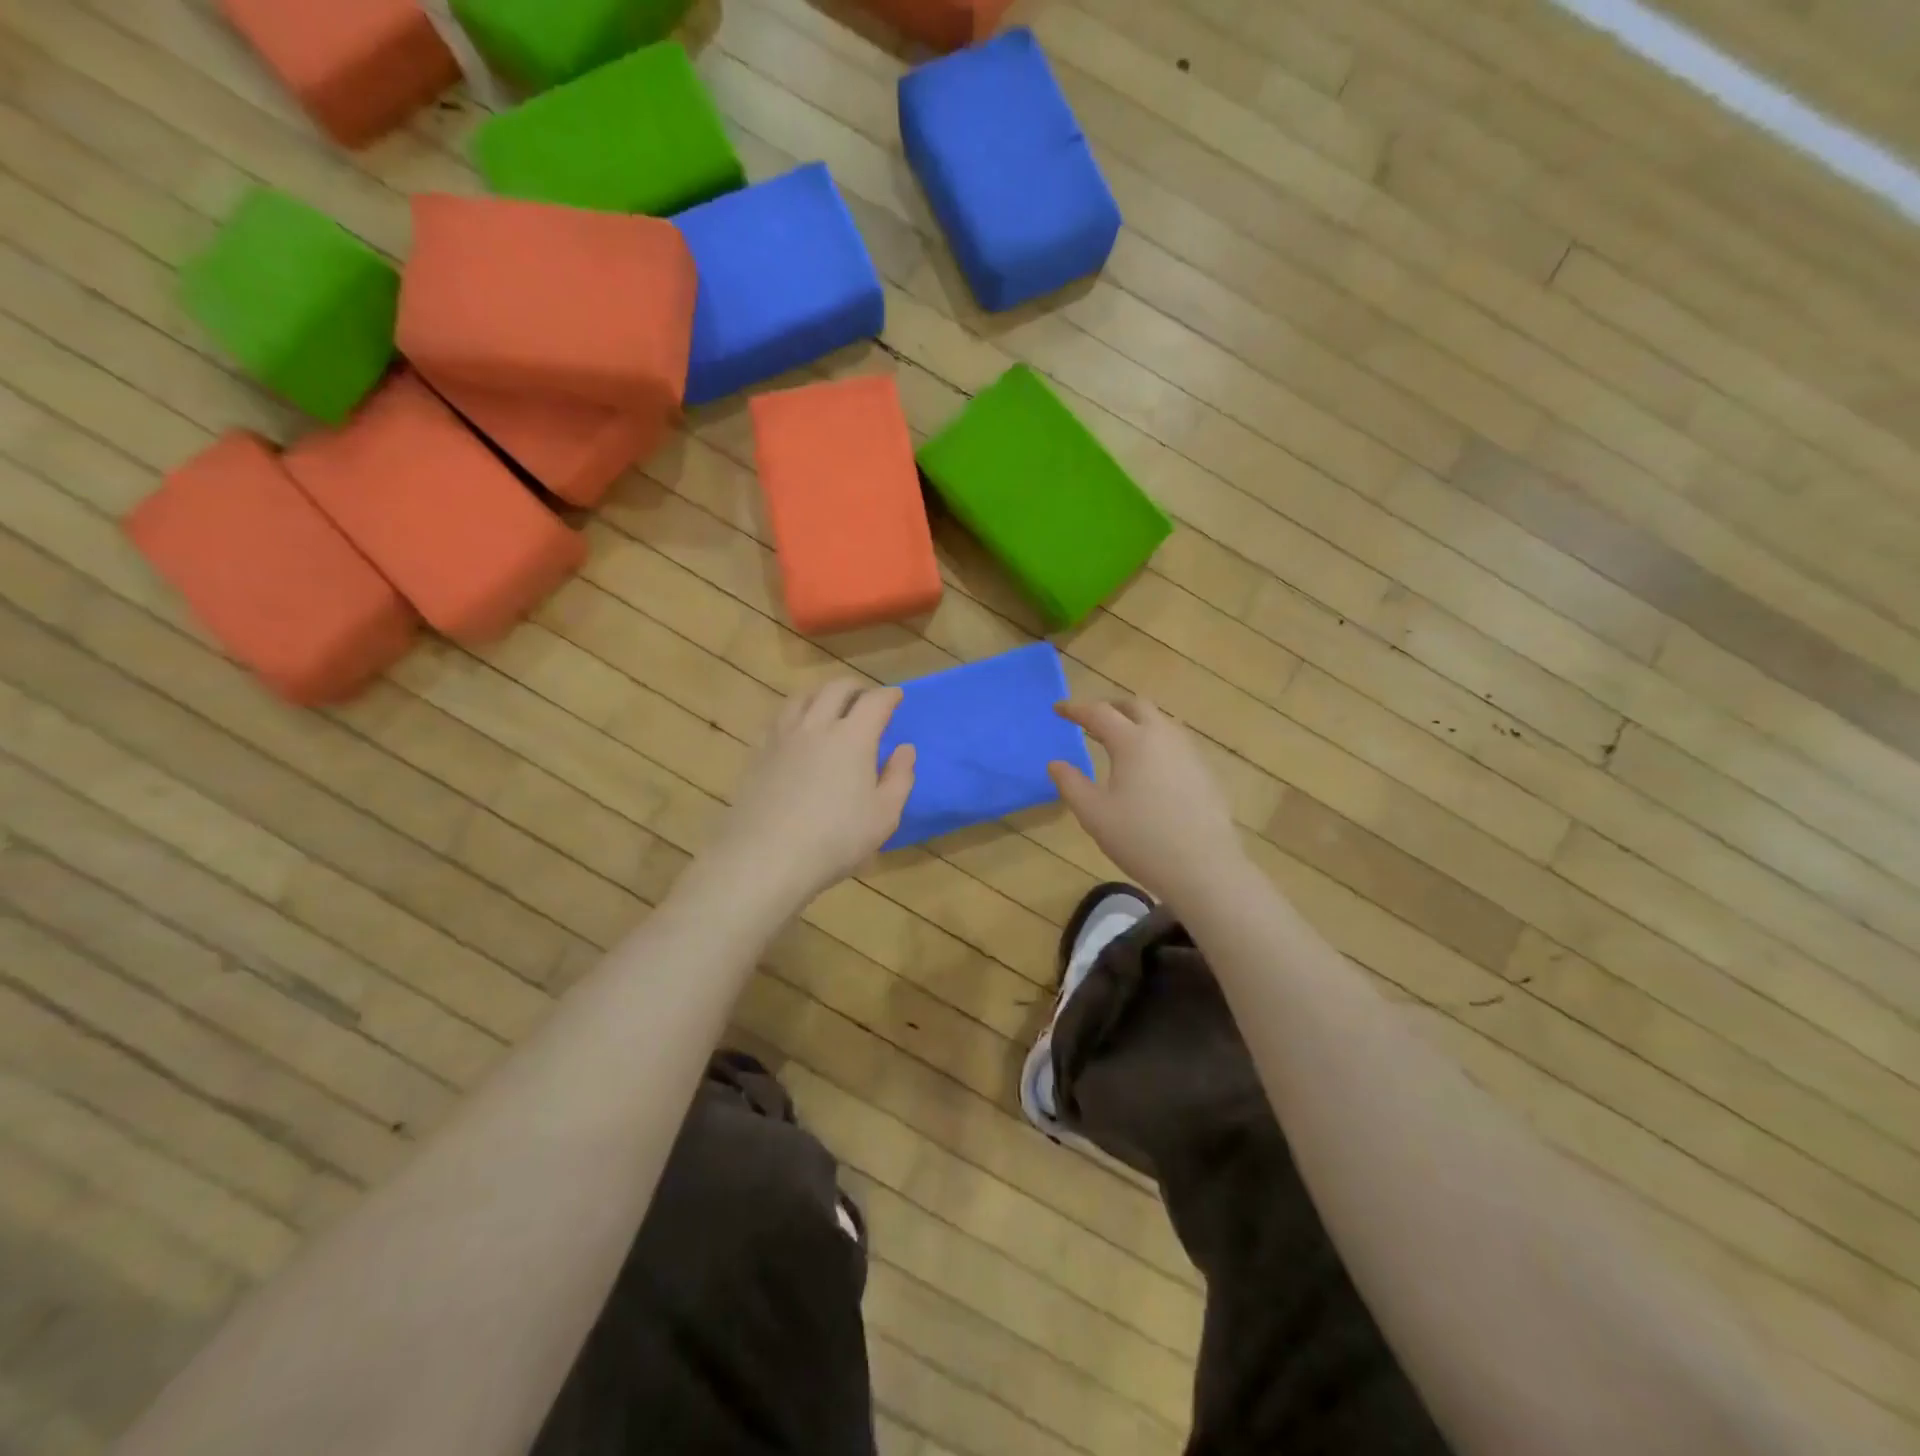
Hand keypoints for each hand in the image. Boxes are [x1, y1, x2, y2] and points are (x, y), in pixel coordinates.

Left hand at [704, 680, 914, 910]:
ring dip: (822, 695)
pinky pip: (779, 718)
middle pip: (836, 689)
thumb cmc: (835, 839)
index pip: (875, 702)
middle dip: (856, 688)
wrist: (765, 857)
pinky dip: (796, 713)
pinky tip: (797, 731)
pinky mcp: (759, 753)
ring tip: (830, 707)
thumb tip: (905, 749)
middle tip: (867, 699)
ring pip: (803, 697)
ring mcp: (783, 737)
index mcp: (853, 737)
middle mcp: (816, 726)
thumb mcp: (884, 816)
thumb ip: (899, 778)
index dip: (889, 696)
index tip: (897, 697)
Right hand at [1049, 696, 1244, 904]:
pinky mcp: (1205, 772)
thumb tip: (1056, 763)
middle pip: (1136, 706)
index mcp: (1132, 742)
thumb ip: (1071, 784)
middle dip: (1111, 707)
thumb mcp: (1094, 815)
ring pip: (1161, 722)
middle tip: (1092, 720)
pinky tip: (1150, 768)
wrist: (1204, 868)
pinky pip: (1176, 743)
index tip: (1058, 710)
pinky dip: (1155, 742)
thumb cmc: (1141, 839)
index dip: (1075, 709)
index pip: (1099, 712)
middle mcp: (1163, 737)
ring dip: (1136, 722)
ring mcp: (1190, 752)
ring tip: (1120, 742)